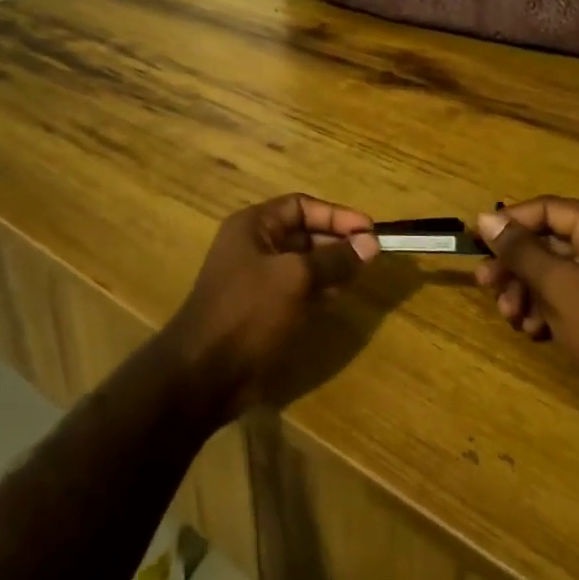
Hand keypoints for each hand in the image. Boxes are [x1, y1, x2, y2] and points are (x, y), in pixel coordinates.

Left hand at [161, 194, 379, 419]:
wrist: (205, 373)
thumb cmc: (248, 312)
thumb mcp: (295, 278)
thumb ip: (334, 258)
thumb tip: (372, 242)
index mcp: (253, 226)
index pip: (300, 206)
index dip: (336, 215)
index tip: (369, 229)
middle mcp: (254, 246)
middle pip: (303, 233)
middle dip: (337, 240)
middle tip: (372, 254)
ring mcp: (258, 279)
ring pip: (303, 262)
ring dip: (332, 265)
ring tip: (364, 273)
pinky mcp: (264, 309)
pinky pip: (298, 288)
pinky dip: (320, 288)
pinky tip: (341, 294)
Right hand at [474, 197, 578, 459]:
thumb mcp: (559, 286)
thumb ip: (520, 250)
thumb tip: (485, 219)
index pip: (547, 209)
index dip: (509, 222)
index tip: (476, 242)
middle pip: (547, 242)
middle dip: (514, 266)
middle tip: (485, 285)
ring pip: (552, 273)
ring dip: (525, 292)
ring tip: (511, 318)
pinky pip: (566, 298)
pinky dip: (545, 310)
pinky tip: (533, 331)